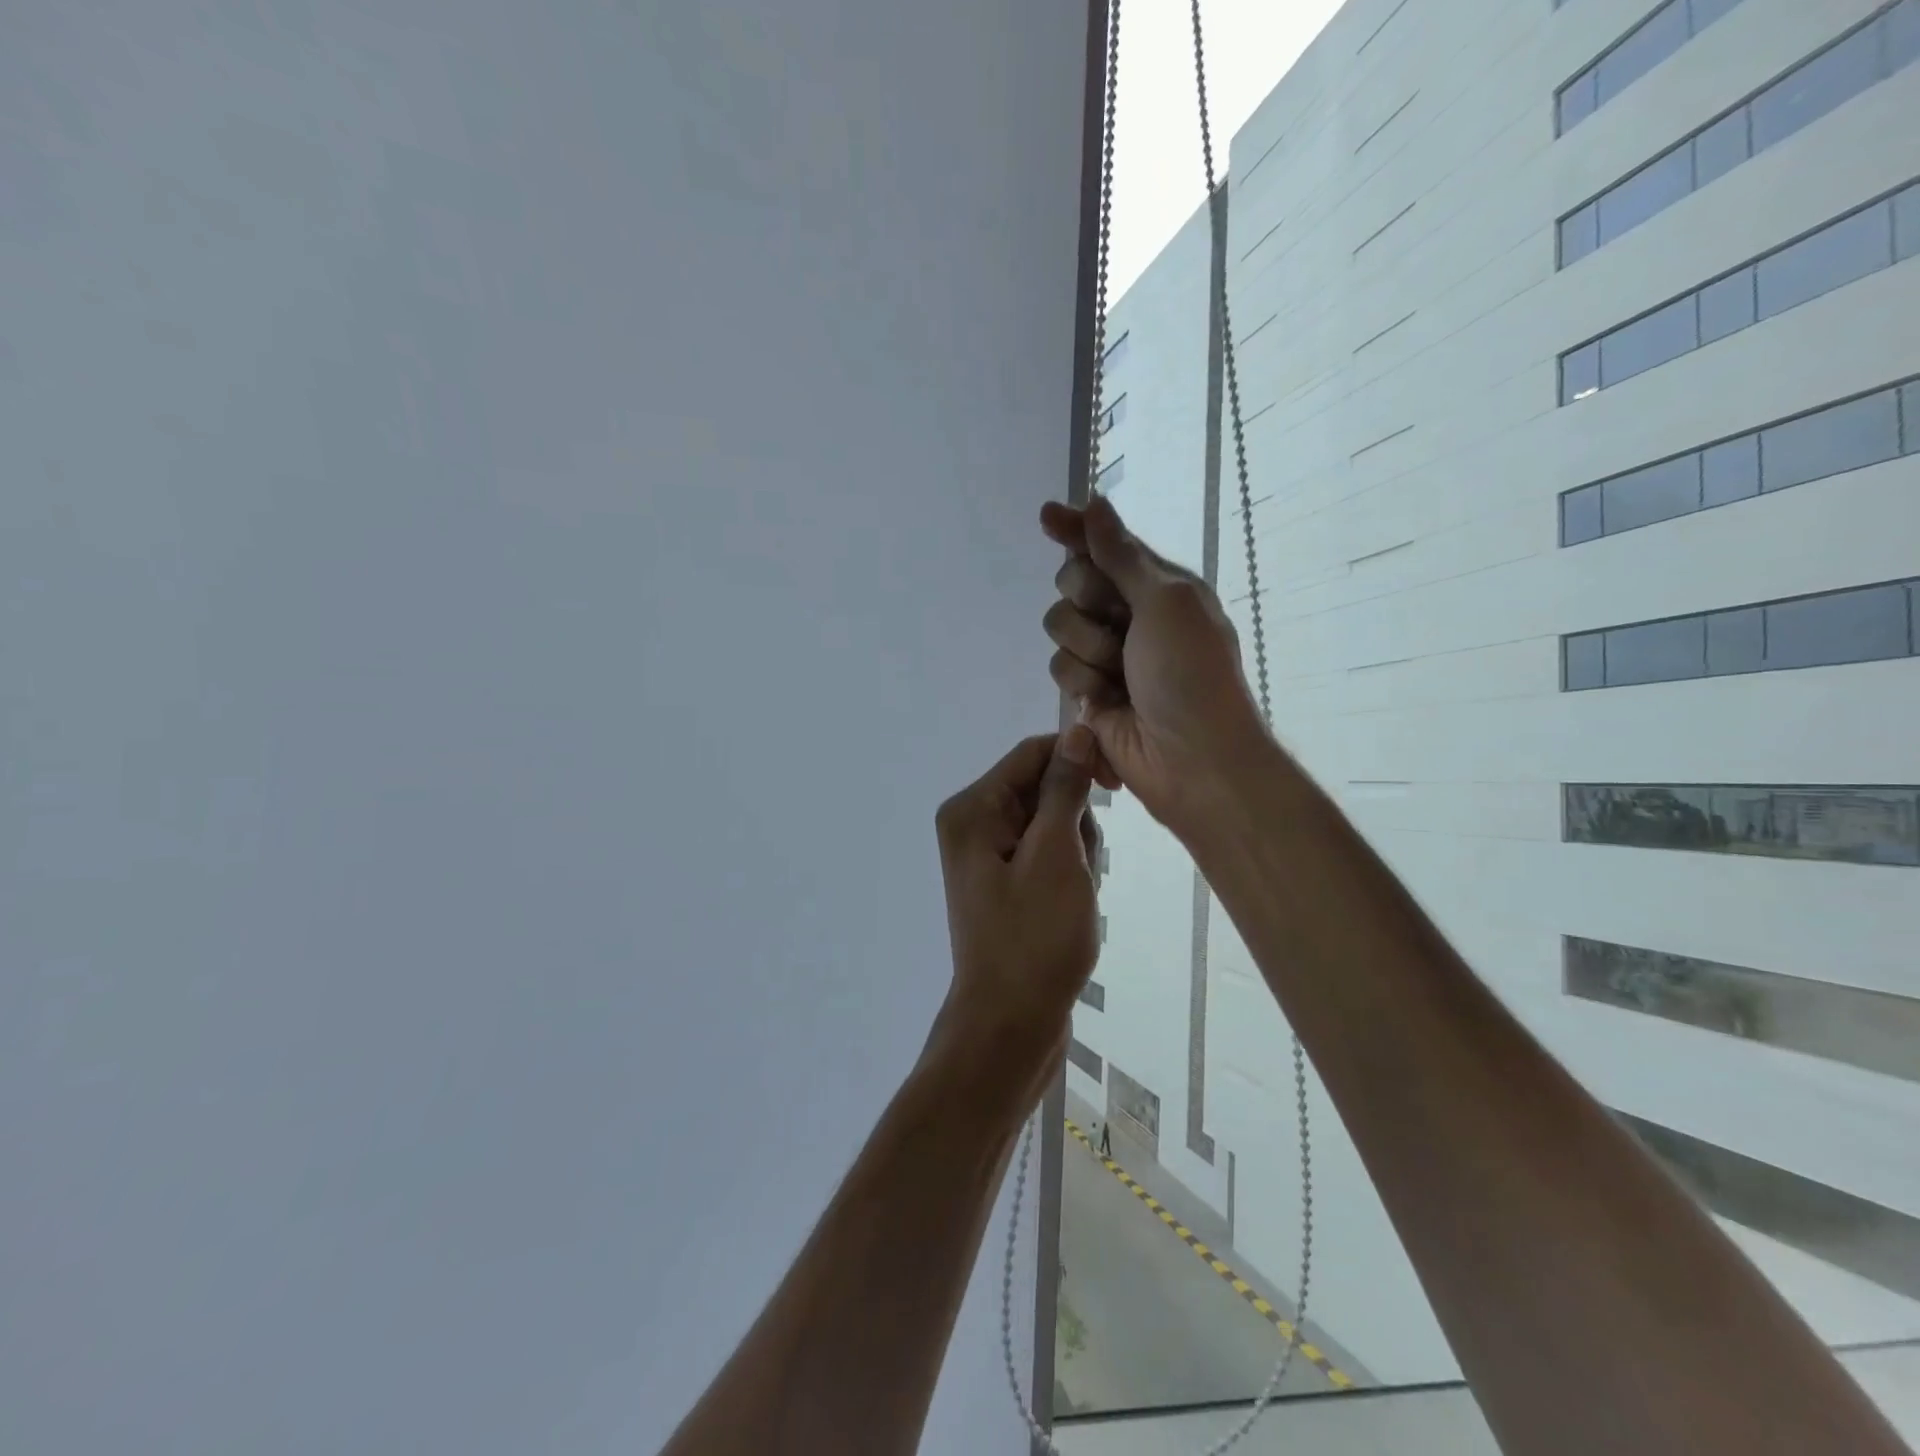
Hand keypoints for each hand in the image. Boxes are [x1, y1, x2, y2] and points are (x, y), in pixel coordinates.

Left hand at [930, 729, 1103, 1102]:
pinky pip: (1046, 854)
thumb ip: (1064, 789)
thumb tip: (1076, 731)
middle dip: (1075, 819)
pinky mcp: (1005, 883)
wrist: (1011, 1024)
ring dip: (1076, 850)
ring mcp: (987, 857)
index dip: (1077, 760)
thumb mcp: (1056, 855)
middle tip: (1079, 867)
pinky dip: (1068, 871)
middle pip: (1041, 788)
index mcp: (972, 810)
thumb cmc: (1034, 938)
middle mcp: (972, 825)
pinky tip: (1072, 905)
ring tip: (1075, 893)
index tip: (1116, 785)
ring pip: (1051, 823)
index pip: (1032, 754)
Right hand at [1039, 493, 1271, 839]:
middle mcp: (1129, 613)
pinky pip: (1059, 667)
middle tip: (1118, 623)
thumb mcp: (1166, 601)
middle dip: (1087, 600)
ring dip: (1088, 648)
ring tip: (1119, 676)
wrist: (1191, 757)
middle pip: (1072, 582)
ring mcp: (1107, 653)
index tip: (1047, 516)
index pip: (1105, 545)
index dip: (1075, 530)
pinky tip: (1106, 701)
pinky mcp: (1088, 691)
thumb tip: (1095, 502)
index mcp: (1157, 585)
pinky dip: (1082, 683)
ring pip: (1059, 626)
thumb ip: (1121, 554)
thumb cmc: (1190, 673)